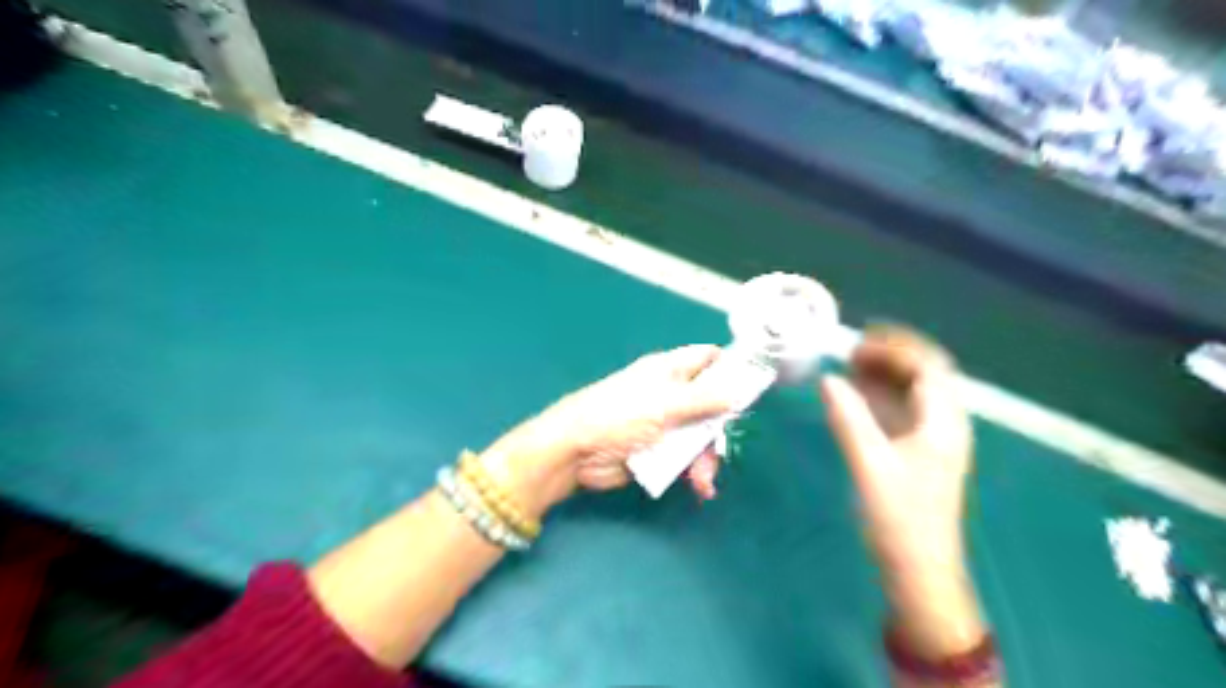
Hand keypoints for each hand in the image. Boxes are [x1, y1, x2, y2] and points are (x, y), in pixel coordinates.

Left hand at [480, 347, 730, 517]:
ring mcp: (664, 423)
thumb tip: (740, 391)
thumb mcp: (665, 405)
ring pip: (700, 435)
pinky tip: (699, 487)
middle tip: (721, 446)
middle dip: (719, 428)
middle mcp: (670, 393)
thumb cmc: (618, 416)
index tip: (751, 390)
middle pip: (711, 404)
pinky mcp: (658, 450)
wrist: (575, 453)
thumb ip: (704, 399)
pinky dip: (694, 471)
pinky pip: (686, 457)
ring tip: (703, 479)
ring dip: (706, 457)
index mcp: (669, 370)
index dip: (730, 369)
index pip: (707, 359)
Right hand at [817, 325, 982, 657]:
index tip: (858, 341)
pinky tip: (856, 395)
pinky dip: (881, 395)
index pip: (928, 367)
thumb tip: (829, 379)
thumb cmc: (899, 518)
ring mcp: (932, 439)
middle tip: (852, 348)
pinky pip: (903, 411)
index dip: (896, 347)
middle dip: (892, 355)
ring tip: (850, 364)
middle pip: (925, 374)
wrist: (918, 570)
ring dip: (885, 373)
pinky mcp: (918, 453)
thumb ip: (849, 419)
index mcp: (943, 423)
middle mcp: (944, 424)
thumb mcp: (870, 465)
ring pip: (914, 392)